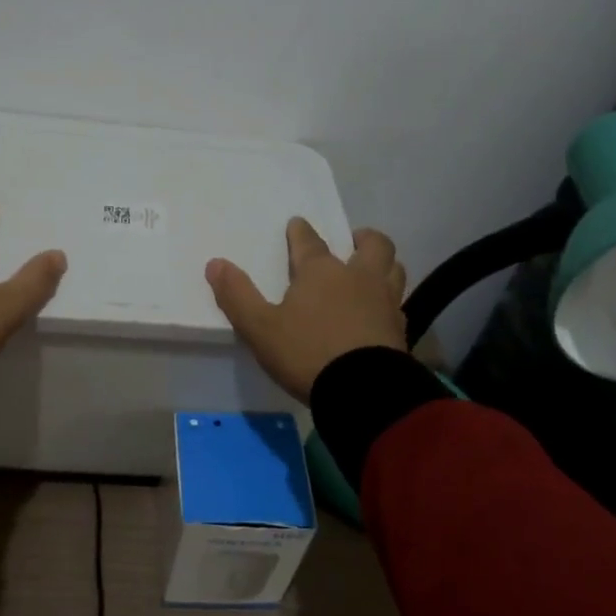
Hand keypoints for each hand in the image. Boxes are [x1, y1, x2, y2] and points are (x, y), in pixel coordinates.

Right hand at [206, 219, 406, 402]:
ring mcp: (385, 303)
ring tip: (372, 271)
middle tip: (354, 240)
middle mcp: (358, 278)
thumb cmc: (307, 352)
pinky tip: (380, 313)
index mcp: (322, 272)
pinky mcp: (400, 330)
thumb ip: (237, 295)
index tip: (297, 224)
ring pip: (394, 270)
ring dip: (384, 265)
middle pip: (373, 246)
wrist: (363, 390)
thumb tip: (215, 263)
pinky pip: (398, 304)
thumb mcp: (260, 327)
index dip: (301, 231)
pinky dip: (389, 301)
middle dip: (363, 238)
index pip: (309, 242)